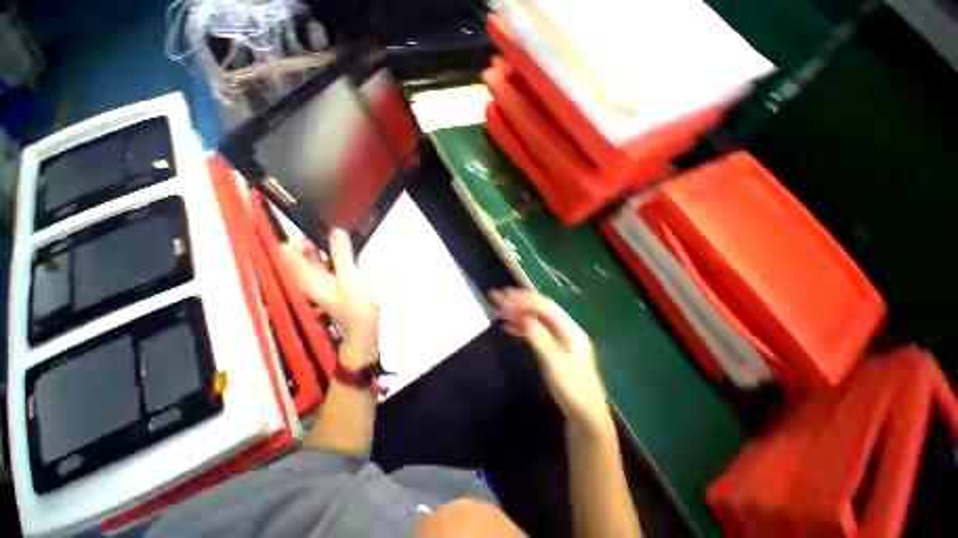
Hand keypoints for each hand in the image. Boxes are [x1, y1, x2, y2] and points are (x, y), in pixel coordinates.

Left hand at [281, 229, 378, 367]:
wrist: (363, 325)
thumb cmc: (354, 303)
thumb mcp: (349, 276)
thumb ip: (342, 254)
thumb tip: (336, 231)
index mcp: (306, 276)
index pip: (288, 252)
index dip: (293, 236)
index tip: (310, 224)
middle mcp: (308, 277)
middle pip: (301, 252)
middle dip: (311, 238)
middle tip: (331, 227)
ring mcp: (320, 280)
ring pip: (314, 257)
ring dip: (323, 246)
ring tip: (339, 234)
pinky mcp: (331, 281)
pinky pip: (326, 263)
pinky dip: (332, 255)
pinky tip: (345, 249)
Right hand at [490, 288, 612, 436]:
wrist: (586, 417)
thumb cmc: (573, 390)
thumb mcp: (555, 363)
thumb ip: (539, 338)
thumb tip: (523, 316)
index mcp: (570, 330)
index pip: (546, 307)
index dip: (526, 301)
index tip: (506, 299)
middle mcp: (566, 330)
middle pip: (541, 310)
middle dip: (520, 302)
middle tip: (499, 298)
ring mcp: (560, 340)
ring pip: (537, 320)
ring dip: (519, 314)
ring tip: (500, 311)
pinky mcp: (553, 349)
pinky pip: (536, 332)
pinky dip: (522, 328)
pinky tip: (509, 328)